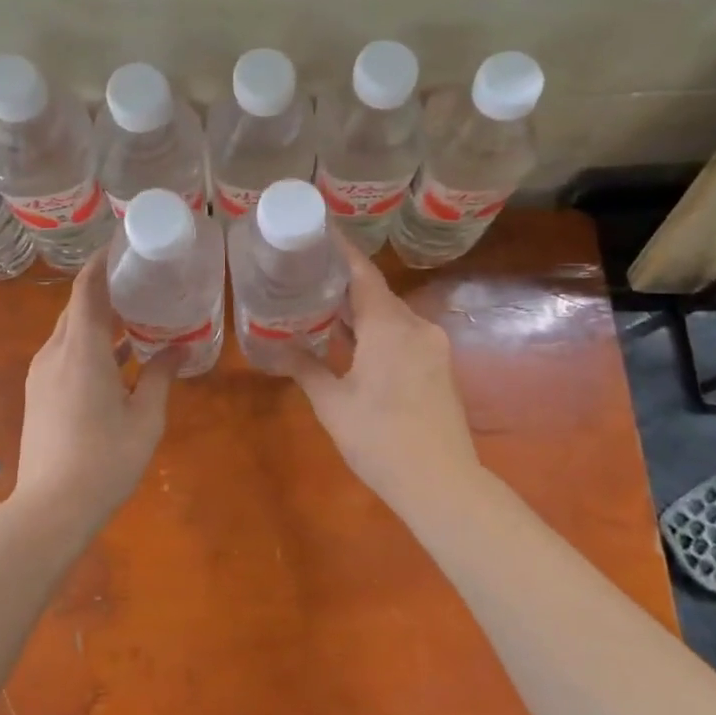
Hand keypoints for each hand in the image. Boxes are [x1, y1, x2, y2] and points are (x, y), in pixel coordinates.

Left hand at [15, 251, 175, 523]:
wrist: (50, 509)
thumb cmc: (104, 461)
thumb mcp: (145, 418)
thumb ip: (161, 377)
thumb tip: (179, 348)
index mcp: (81, 351)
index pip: (86, 290)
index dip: (101, 263)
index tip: (123, 246)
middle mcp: (55, 353)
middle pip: (77, 307)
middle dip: (105, 290)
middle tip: (142, 281)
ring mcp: (42, 374)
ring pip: (70, 332)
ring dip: (99, 320)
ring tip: (137, 317)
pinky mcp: (39, 393)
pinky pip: (65, 353)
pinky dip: (90, 344)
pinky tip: (118, 358)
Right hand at [277, 234, 479, 502]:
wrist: (442, 483)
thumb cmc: (380, 439)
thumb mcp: (333, 404)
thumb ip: (305, 368)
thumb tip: (274, 348)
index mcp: (389, 326)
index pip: (363, 273)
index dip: (341, 250)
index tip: (318, 232)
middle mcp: (415, 326)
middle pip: (376, 292)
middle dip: (343, 283)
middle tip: (306, 275)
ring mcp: (432, 346)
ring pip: (390, 315)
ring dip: (359, 310)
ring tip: (321, 306)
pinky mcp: (438, 366)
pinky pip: (402, 334)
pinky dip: (376, 331)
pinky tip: (352, 342)